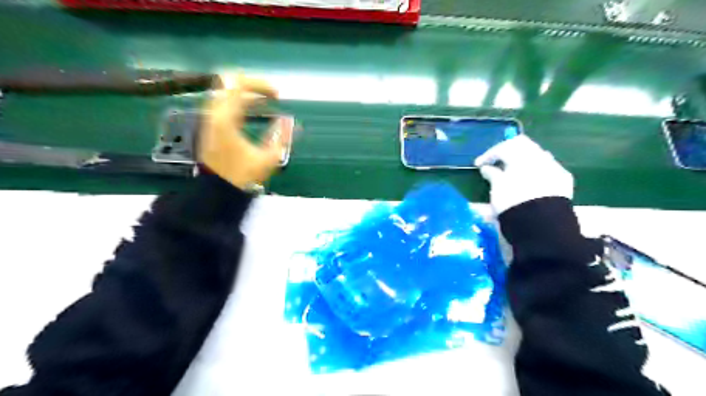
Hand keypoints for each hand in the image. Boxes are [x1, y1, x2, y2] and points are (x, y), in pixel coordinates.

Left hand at [197, 75, 288, 191]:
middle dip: (253, 87)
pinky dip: (239, 103)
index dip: (260, 85)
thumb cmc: (243, 176)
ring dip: (247, 95)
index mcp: (226, 118)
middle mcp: (214, 114)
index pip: (239, 85)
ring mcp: (210, 120)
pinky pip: (224, 105)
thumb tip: (290, 122)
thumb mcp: (268, 158)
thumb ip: (281, 138)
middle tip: (272, 96)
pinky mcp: (211, 127)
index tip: (277, 95)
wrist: (218, 192)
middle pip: (230, 84)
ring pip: (226, 94)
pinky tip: (253, 112)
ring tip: (266, 103)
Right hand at [473, 136, 573, 216]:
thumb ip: (492, 174)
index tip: (478, 165)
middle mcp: (540, 156)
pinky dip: (535, 172)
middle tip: (496, 163)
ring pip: (536, 156)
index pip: (503, 147)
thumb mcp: (497, 187)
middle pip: (522, 146)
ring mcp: (555, 167)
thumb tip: (487, 168)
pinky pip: (547, 169)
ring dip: (523, 162)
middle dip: (508, 153)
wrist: (542, 223)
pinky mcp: (564, 180)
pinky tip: (529, 181)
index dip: (489, 155)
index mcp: (522, 155)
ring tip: (512, 174)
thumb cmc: (513, 201)